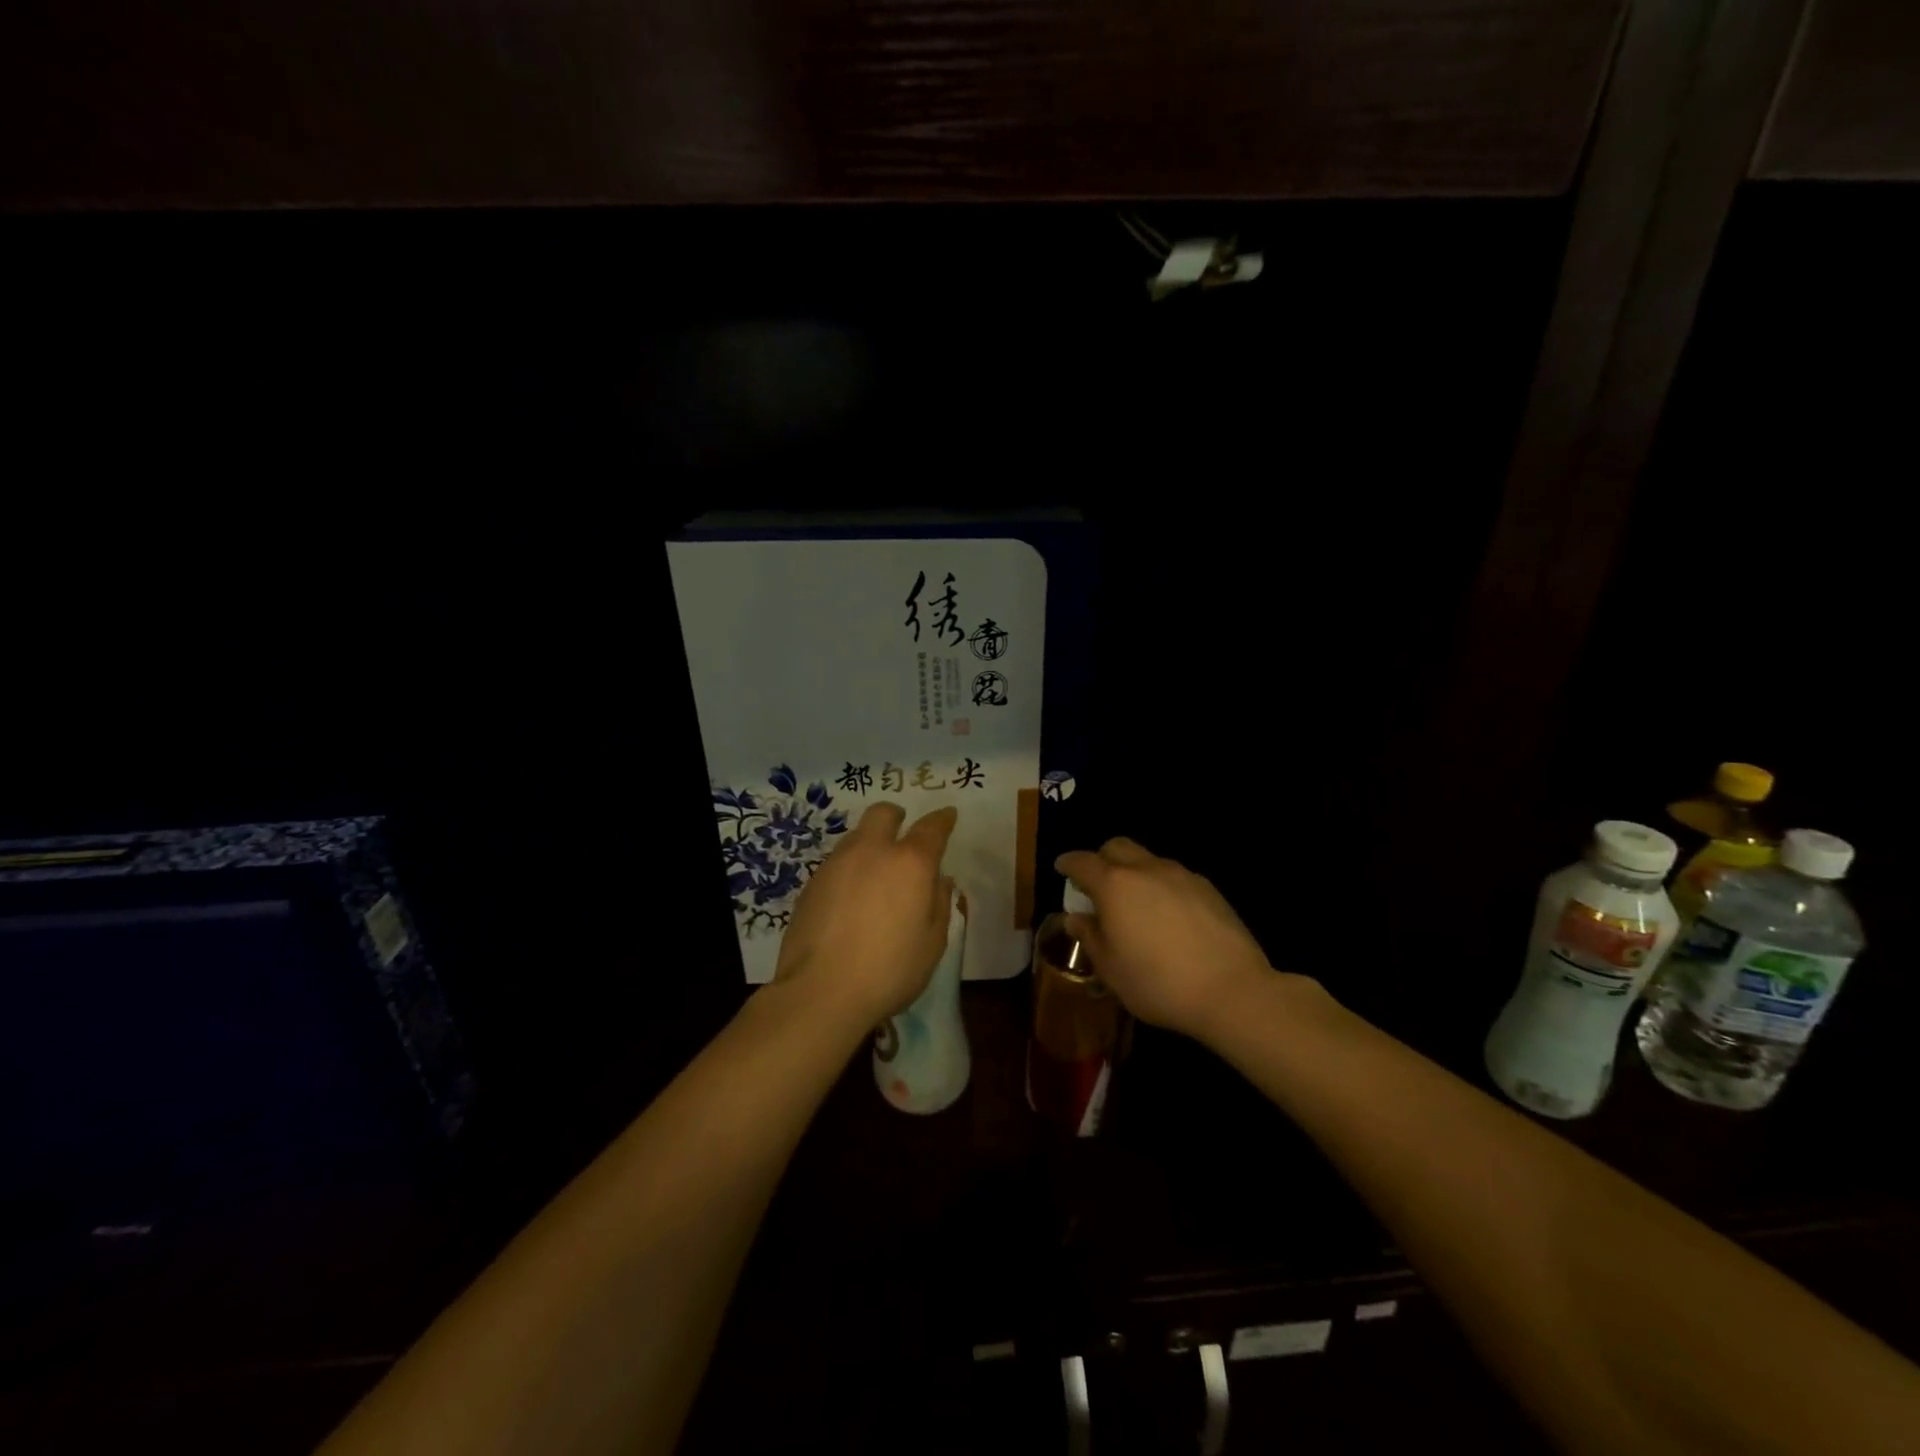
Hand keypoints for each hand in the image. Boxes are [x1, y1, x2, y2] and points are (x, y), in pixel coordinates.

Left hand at [774, 802, 957, 1027]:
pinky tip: (850, 900)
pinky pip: (836, 864)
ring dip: (870, 844)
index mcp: (909, 863)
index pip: (931, 828)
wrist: (820, 992)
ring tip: (876, 875)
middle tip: (903, 834)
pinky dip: (849, 870)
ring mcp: (836, 864)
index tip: (948, 816)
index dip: (942, 819)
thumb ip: (939, 903)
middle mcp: (871, 852)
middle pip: (883, 813)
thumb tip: (939, 881)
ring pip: (856, 836)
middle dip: (896, 817)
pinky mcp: (811, 884)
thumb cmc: (889, 970)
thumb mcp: (932, 943)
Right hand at [1054, 838, 1277, 1042]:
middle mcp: (1146, 870)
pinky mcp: (1208, 888)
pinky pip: (1174, 876)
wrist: (1232, 990)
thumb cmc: (1158, 983)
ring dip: (1134, 872)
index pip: (1082, 862)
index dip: (1068, 863)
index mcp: (1115, 885)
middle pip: (1117, 847)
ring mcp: (1181, 875)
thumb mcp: (1111, 969)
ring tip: (1135, 904)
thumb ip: (1090, 937)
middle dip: (1102, 858)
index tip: (1062, 868)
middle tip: (1096, 884)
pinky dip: (1161, 886)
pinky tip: (1168, 916)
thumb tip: (1076, 918)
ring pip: (1148, 860)